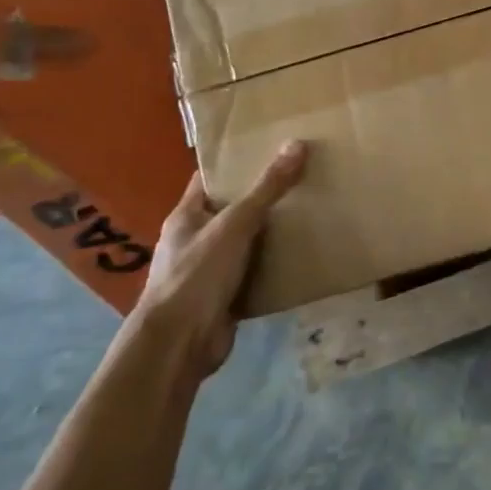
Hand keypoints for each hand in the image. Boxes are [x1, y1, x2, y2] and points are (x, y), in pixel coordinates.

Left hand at [134, 140, 308, 374]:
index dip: (235, 162)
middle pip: (231, 209)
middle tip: (302, 175)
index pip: (209, 179)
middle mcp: (195, 240)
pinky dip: (275, 263)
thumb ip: (267, 188)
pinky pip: (255, 271)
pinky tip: (303, 252)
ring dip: (272, 231)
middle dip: (262, 195)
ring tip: (311, 208)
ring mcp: (209, 270)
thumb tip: (297, 144)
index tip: (269, 147)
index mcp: (186, 217)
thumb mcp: (235, 224)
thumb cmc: (197, 275)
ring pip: (246, 241)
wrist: (179, 345)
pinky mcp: (226, 296)